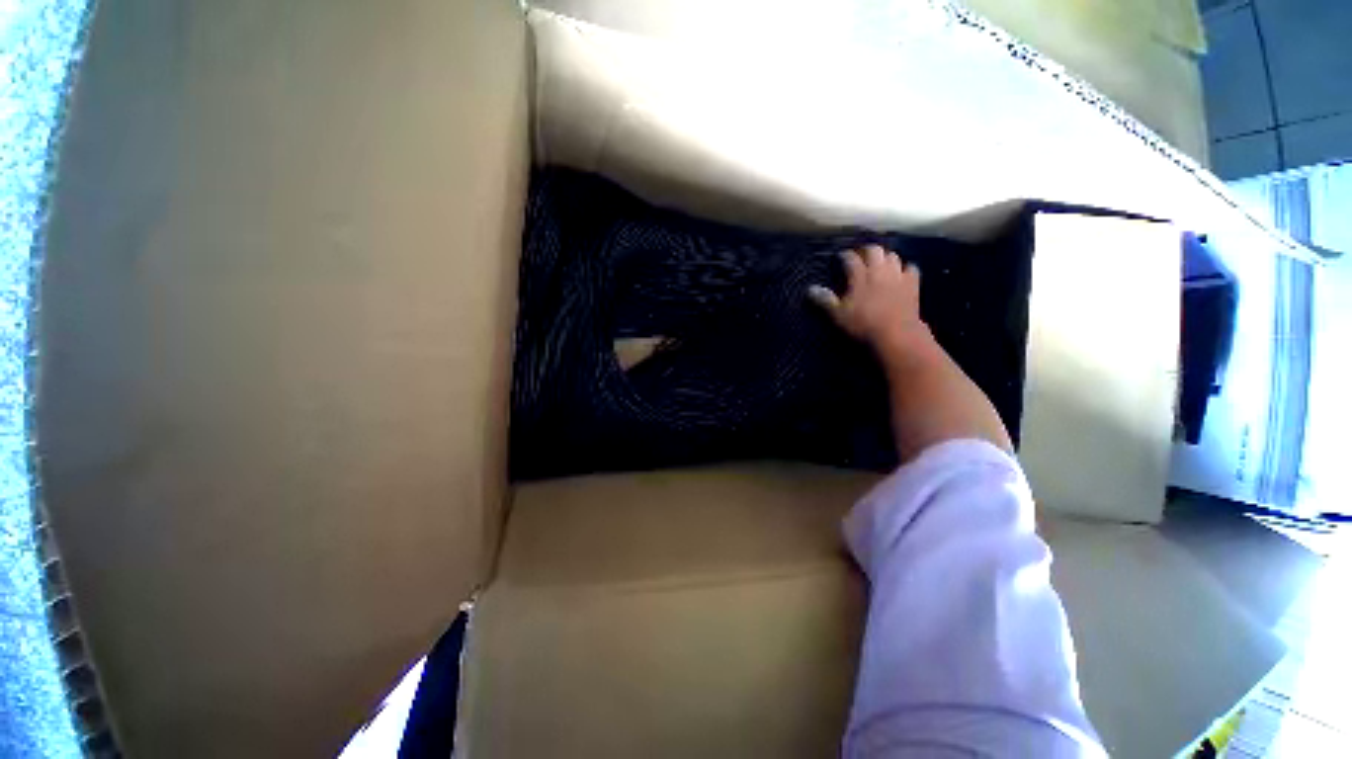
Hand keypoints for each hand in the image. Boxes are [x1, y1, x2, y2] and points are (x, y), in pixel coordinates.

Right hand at [808, 245, 930, 358]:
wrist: (896, 334)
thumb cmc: (862, 324)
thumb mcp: (838, 315)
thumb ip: (825, 300)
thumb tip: (810, 289)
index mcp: (859, 276)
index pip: (850, 258)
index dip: (844, 256)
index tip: (839, 258)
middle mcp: (879, 270)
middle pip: (874, 250)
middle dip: (865, 250)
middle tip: (860, 256)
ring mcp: (897, 275)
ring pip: (892, 256)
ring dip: (884, 257)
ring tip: (879, 263)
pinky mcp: (912, 284)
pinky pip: (911, 268)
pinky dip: (905, 268)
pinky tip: (901, 273)